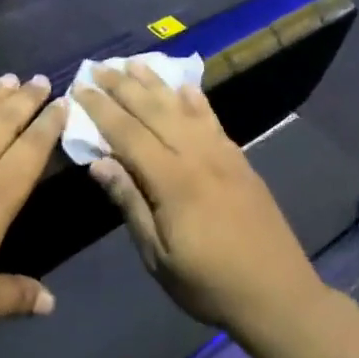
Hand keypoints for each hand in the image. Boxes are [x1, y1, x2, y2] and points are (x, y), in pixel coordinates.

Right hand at [73, 63, 323, 336]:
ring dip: (156, 83)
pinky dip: (195, 98)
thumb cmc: (209, 284)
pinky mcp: (239, 159)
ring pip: (183, 108)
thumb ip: (131, 203)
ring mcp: (223, 154)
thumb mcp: (158, 256)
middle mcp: (198, 156)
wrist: (278, 294)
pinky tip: (185, 87)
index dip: (102, 110)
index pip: (128, 134)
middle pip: (154, 111)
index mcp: (173, 181)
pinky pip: (212, 119)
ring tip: (134, 63)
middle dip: (123, 87)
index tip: (80, 88)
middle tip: (99, 67)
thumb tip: (99, 163)